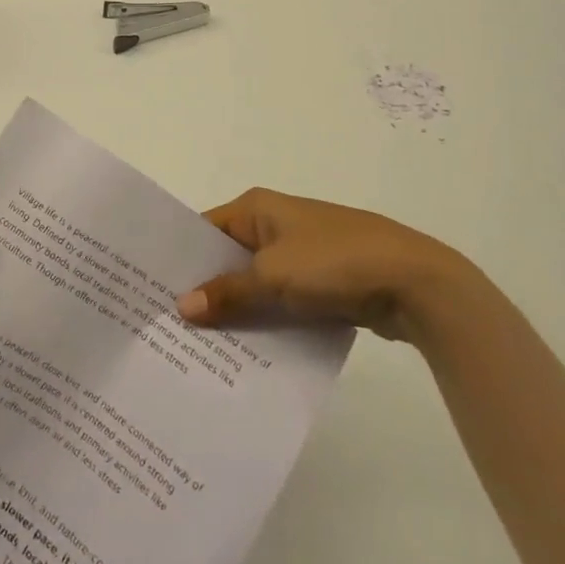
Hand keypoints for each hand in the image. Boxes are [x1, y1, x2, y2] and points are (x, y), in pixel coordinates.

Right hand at [176, 188, 471, 340]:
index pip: (205, 228)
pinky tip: (247, 355)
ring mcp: (301, 254)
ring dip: (237, 311)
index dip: (180, 257)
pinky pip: (281, 302)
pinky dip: (267, 321)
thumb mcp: (273, 276)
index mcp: (258, 208)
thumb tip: (182, 306)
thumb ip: (228, 293)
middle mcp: (275, 224)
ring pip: (255, 284)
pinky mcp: (322, 284)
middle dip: (205, 289)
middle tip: (167, 326)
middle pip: (228, 258)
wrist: (414, 281)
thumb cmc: (335, 263)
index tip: (150, 290)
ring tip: (199, 348)